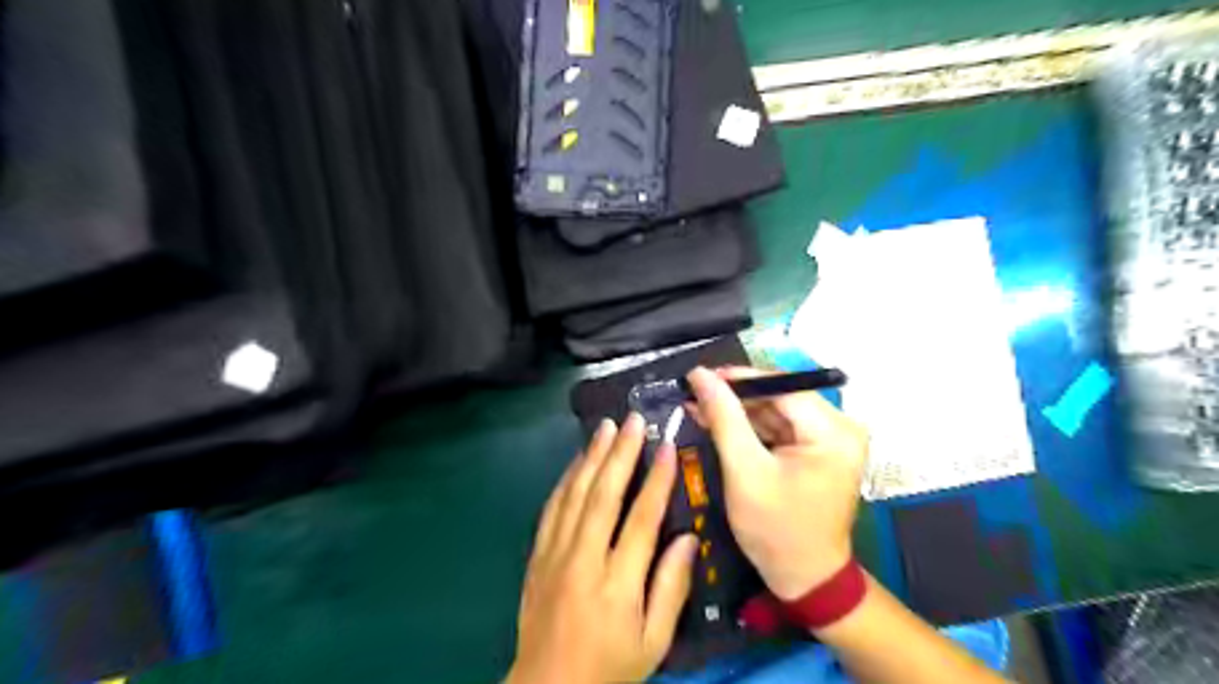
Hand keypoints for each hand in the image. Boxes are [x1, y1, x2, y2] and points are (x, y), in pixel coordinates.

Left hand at [505, 413, 695, 682]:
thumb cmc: (609, 666)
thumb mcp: (653, 642)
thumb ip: (671, 589)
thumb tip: (687, 538)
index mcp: (617, 583)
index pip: (641, 519)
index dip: (655, 480)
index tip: (666, 447)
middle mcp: (583, 559)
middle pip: (602, 495)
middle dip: (620, 453)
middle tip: (632, 420)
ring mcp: (555, 554)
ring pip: (574, 494)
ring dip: (591, 457)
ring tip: (606, 427)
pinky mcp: (537, 555)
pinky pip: (552, 508)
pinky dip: (566, 480)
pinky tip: (577, 461)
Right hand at [684, 368, 865, 598]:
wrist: (804, 579)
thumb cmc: (776, 530)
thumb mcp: (744, 471)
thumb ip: (724, 418)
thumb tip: (700, 374)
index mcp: (833, 432)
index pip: (783, 387)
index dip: (739, 379)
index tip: (699, 376)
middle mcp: (840, 427)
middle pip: (780, 396)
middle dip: (735, 396)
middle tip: (694, 393)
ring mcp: (830, 439)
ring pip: (776, 410)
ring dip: (738, 410)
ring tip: (698, 405)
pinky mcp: (818, 450)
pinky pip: (779, 427)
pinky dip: (749, 426)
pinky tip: (719, 422)